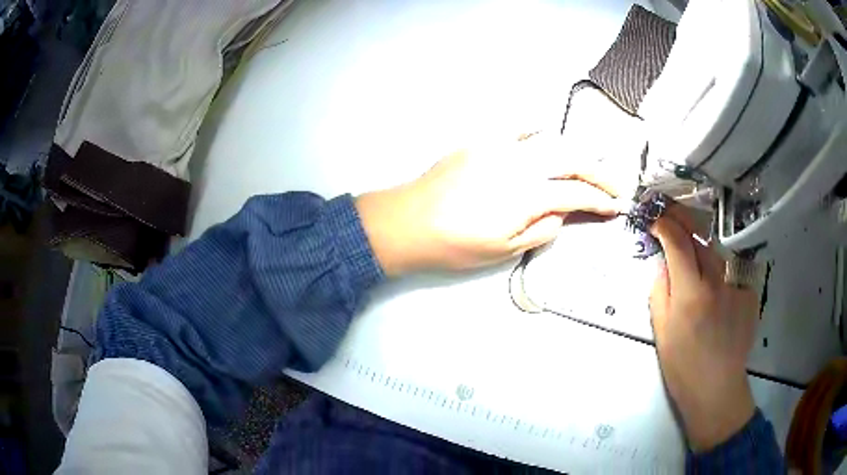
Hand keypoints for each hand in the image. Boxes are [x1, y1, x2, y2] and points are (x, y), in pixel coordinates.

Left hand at [356, 133, 625, 275]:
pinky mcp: (482, 141)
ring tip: (589, 166)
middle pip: (572, 159)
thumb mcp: (504, 250)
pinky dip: (539, 131)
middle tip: (614, 185)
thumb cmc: (455, 244)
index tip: (615, 207)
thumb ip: (541, 229)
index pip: (577, 194)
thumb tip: (560, 211)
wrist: (409, 221)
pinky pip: (518, 128)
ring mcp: (500, 147)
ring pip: (551, 140)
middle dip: (599, 172)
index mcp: (527, 195)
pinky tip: (547, 136)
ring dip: (576, 152)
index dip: (601, 201)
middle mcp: (519, 163)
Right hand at [649, 203, 757, 451]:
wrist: (716, 388)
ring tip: (695, 256)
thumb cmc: (682, 366)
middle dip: (684, 222)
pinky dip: (720, 274)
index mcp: (690, 294)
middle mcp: (715, 282)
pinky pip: (731, 273)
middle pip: (700, 238)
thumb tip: (663, 265)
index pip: (678, 242)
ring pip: (717, 253)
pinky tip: (718, 293)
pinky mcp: (749, 294)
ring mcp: (736, 286)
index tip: (656, 220)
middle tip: (672, 218)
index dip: (665, 225)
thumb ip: (660, 291)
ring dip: (702, 248)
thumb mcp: (661, 332)